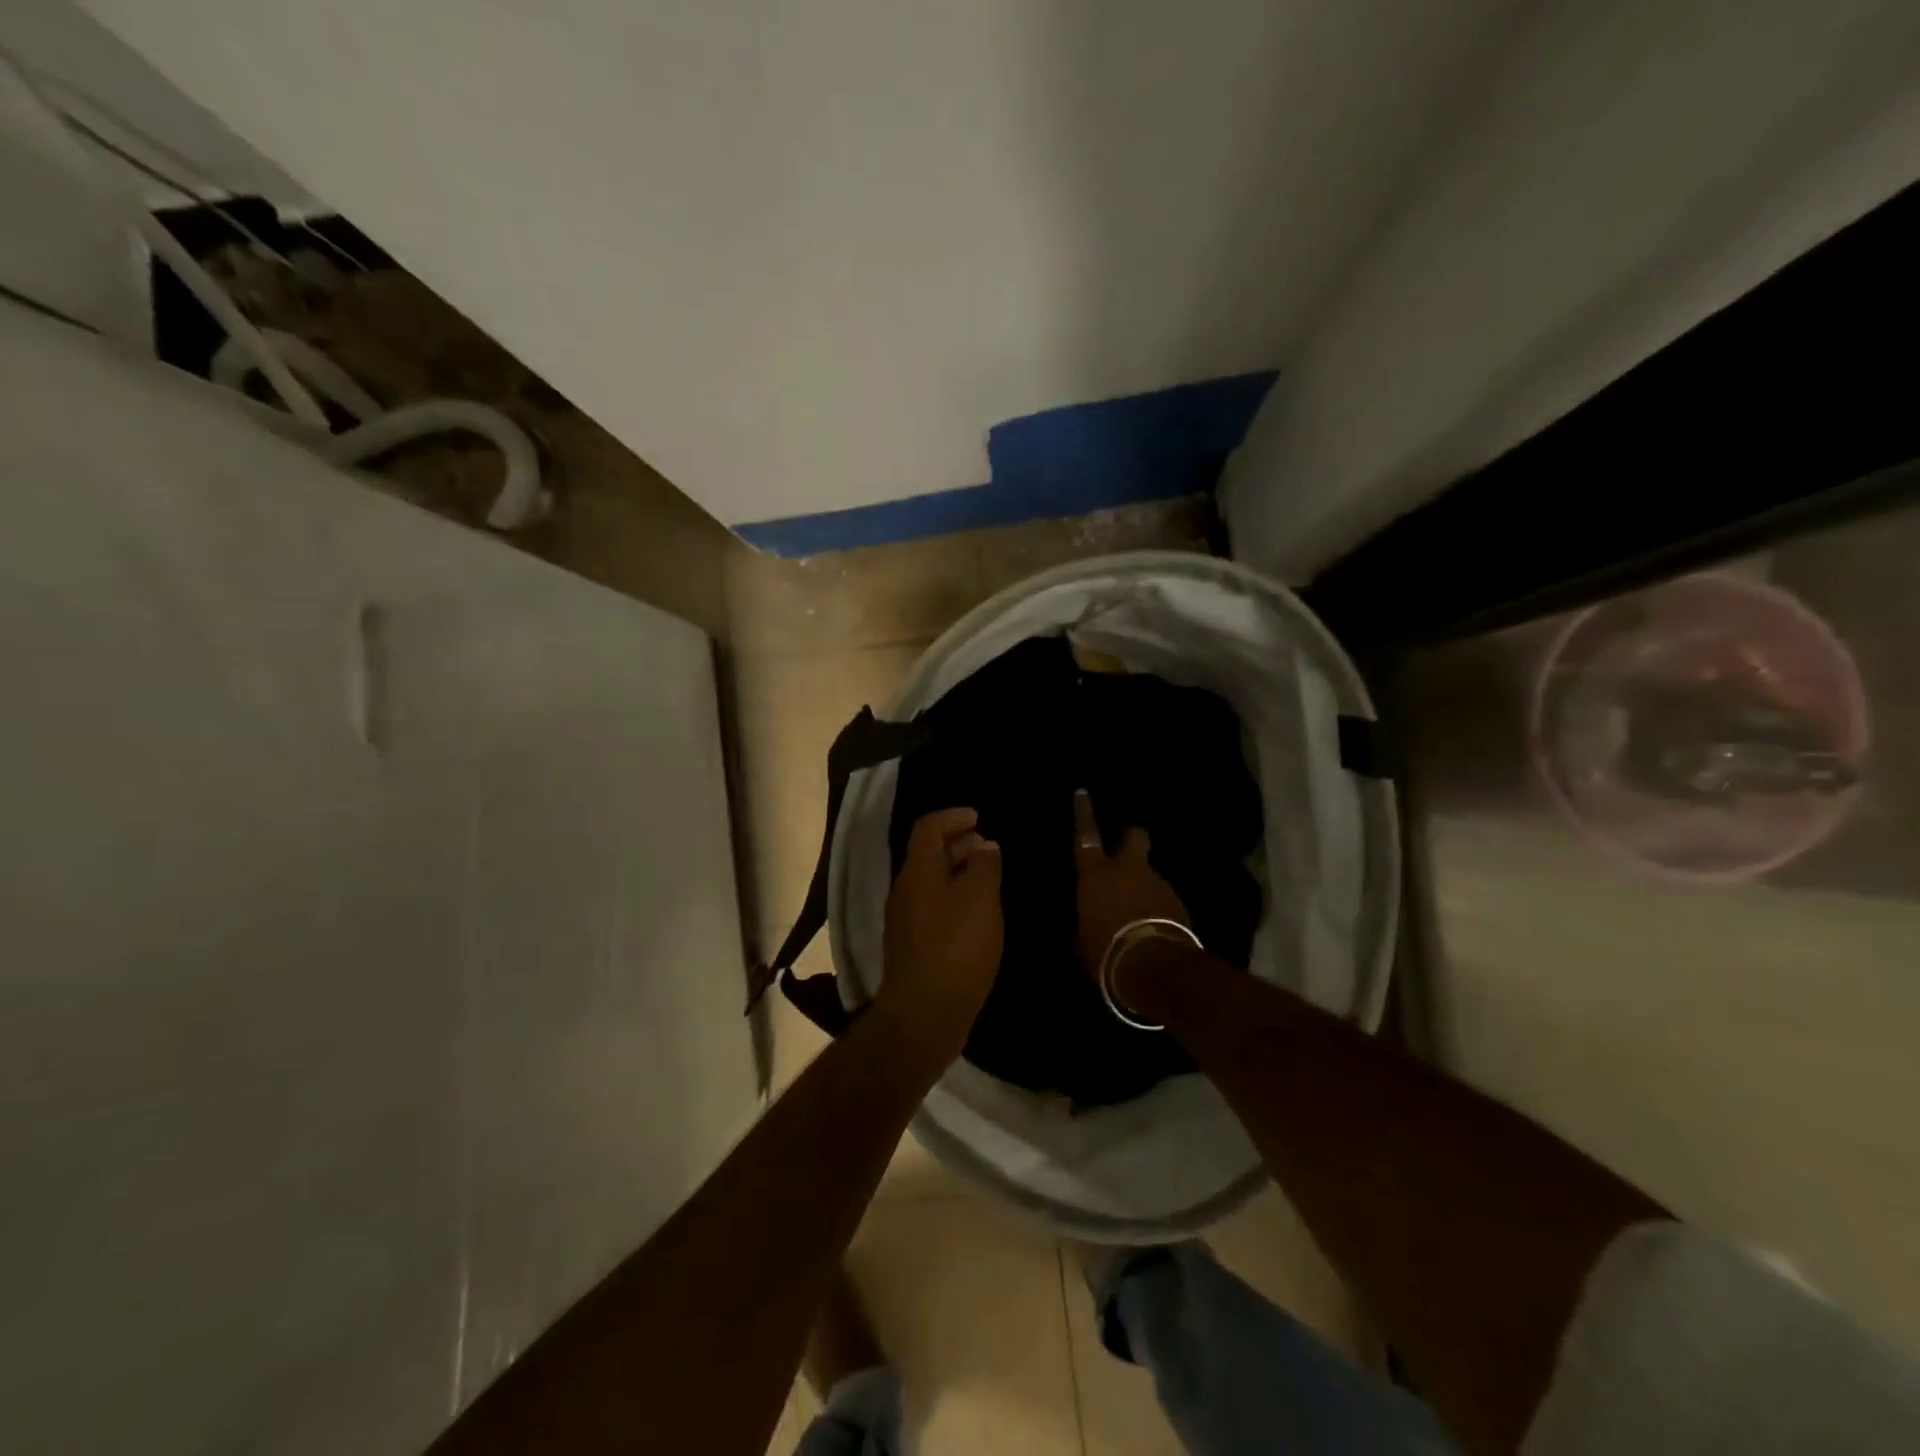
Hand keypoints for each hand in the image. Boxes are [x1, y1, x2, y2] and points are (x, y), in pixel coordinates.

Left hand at [878, 807, 1003, 1063]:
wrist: (924, 1014)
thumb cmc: (956, 948)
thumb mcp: (980, 899)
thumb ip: (984, 865)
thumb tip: (983, 846)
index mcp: (917, 872)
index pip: (928, 828)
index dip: (953, 816)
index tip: (978, 817)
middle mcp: (904, 890)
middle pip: (927, 854)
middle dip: (957, 843)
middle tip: (987, 846)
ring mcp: (904, 920)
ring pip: (930, 882)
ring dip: (956, 872)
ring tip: (987, 878)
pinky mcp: (912, 946)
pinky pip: (933, 907)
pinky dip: (954, 898)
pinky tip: (976, 915)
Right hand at [1072, 788, 1188, 977]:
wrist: (1154, 967)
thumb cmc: (1104, 950)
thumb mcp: (1080, 943)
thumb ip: (1079, 927)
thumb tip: (1075, 931)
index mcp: (1096, 873)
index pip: (1085, 835)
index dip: (1083, 812)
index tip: (1083, 792)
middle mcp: (1128, 870)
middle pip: (1134, 838)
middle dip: (1131, 839)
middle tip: (1127, 852)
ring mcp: (1158, 884)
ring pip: (1150, 875)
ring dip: (1145, 889)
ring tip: (1138, 916)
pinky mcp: (1180, 904)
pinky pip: (1163, 901)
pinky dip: (1158, 910)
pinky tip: (1152, 932)